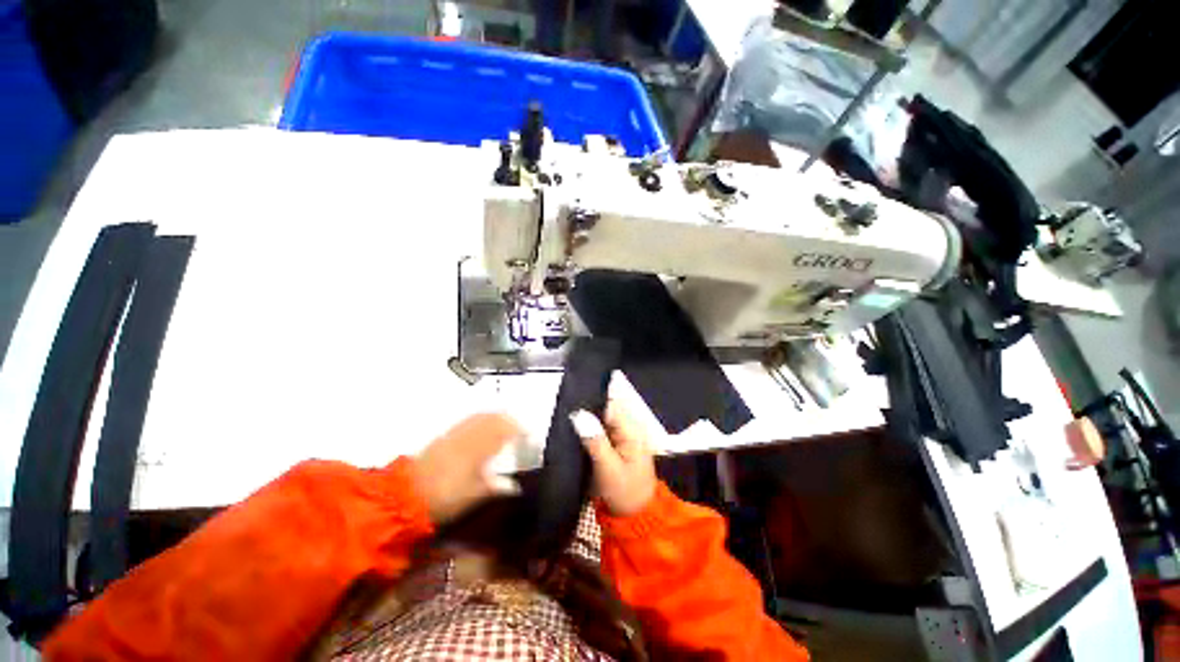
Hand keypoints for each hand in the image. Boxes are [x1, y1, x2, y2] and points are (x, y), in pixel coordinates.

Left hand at [414, 413, 522, 524]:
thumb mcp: (472, 496)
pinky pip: (469, 420)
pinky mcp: (445, 435)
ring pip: (481, 416)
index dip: (519, 430)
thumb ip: (495, 487)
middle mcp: (469, 435)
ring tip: (505, 425)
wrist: (406, 495)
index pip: (504, 430)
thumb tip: (514, 486)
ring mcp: (456, 433)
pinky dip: (482, 419)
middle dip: (510, 420)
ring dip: (496, 417)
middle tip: (520, 429)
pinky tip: (483, 427)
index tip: (529, 435)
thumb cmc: (444, 498)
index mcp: (479, 449)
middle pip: (494, 418)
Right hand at [570, 402, 656, 516]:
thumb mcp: (608, 468)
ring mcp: (622, 437)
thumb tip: (579, 414)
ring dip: (585, 422)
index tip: (569, 404)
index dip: (590, 402)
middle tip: (564, 415)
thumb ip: (595, 440)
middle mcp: (628, 428)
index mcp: (631, 430)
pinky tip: (573, 434)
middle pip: (604, 411)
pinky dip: (588, 432)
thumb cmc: (625, 493)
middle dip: (586, 411)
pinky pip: (600, 431)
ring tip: (565, 423)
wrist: (635, 518)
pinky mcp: (615, 445)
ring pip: (600, 420)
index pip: (609, 405)